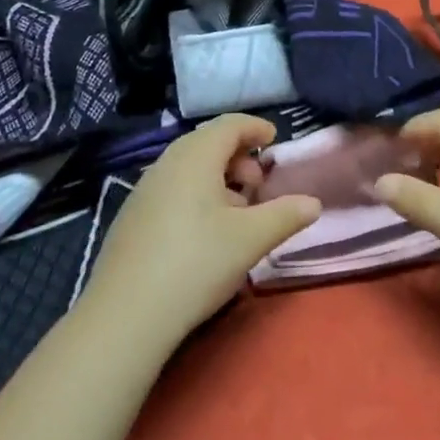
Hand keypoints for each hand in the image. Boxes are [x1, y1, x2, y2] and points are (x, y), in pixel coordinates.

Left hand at [79, 115, 321, 350]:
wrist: (125, 315)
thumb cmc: (196, 263)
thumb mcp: (250, 239)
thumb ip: (285, 215)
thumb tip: (313, 202)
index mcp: (196, 156)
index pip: (230, 124)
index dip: (255, 127)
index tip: (275, 140)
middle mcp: (167, 162)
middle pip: (208, 142)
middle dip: (239, 156)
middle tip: (258, 185)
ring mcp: (144, 188)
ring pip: (189, 166)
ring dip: (218, 178)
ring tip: (236, 212)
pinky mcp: (132, 216)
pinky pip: (172, 187)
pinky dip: (196, 194)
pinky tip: (204, 232)